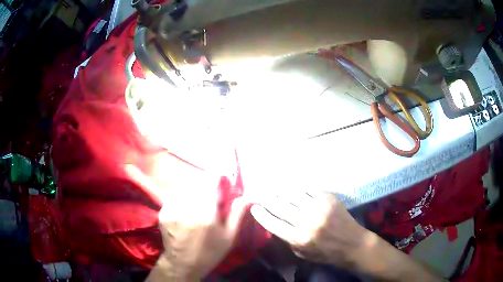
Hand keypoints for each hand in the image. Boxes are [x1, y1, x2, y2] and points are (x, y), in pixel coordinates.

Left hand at [126, 164, 247, 280]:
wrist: (183, 263)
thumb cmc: (210, 251)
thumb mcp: (228, 236)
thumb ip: (237, 213)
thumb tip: (247, 196)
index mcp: (206, 212)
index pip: (211, 181)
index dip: (218, 178)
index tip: (222, 182)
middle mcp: (187, 207)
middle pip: (198, 184)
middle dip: (206, 188)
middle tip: (210, 201)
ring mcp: (172, 208)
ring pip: (186, 190)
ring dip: (194, 194)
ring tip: (197, 208)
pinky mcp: (163, 211)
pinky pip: (176, 197)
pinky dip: (182, 200)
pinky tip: (186, 212)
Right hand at [250, 190, 367, 268]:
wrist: (352, 244)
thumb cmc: (326, 253)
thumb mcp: (302, 254)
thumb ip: (288, 239)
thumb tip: (275, 223)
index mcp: (299, 238)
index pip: (272, 223)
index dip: (260, 214)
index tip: (254, 208)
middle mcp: (307, 221)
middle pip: (280, 206)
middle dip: (267, 199)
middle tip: (261, 195)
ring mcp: (319, 207)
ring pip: (293, 194)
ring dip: (281, 191)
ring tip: (275, 189)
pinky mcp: (329, 199)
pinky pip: (309, 189)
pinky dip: (299, 188)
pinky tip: (294, 187)